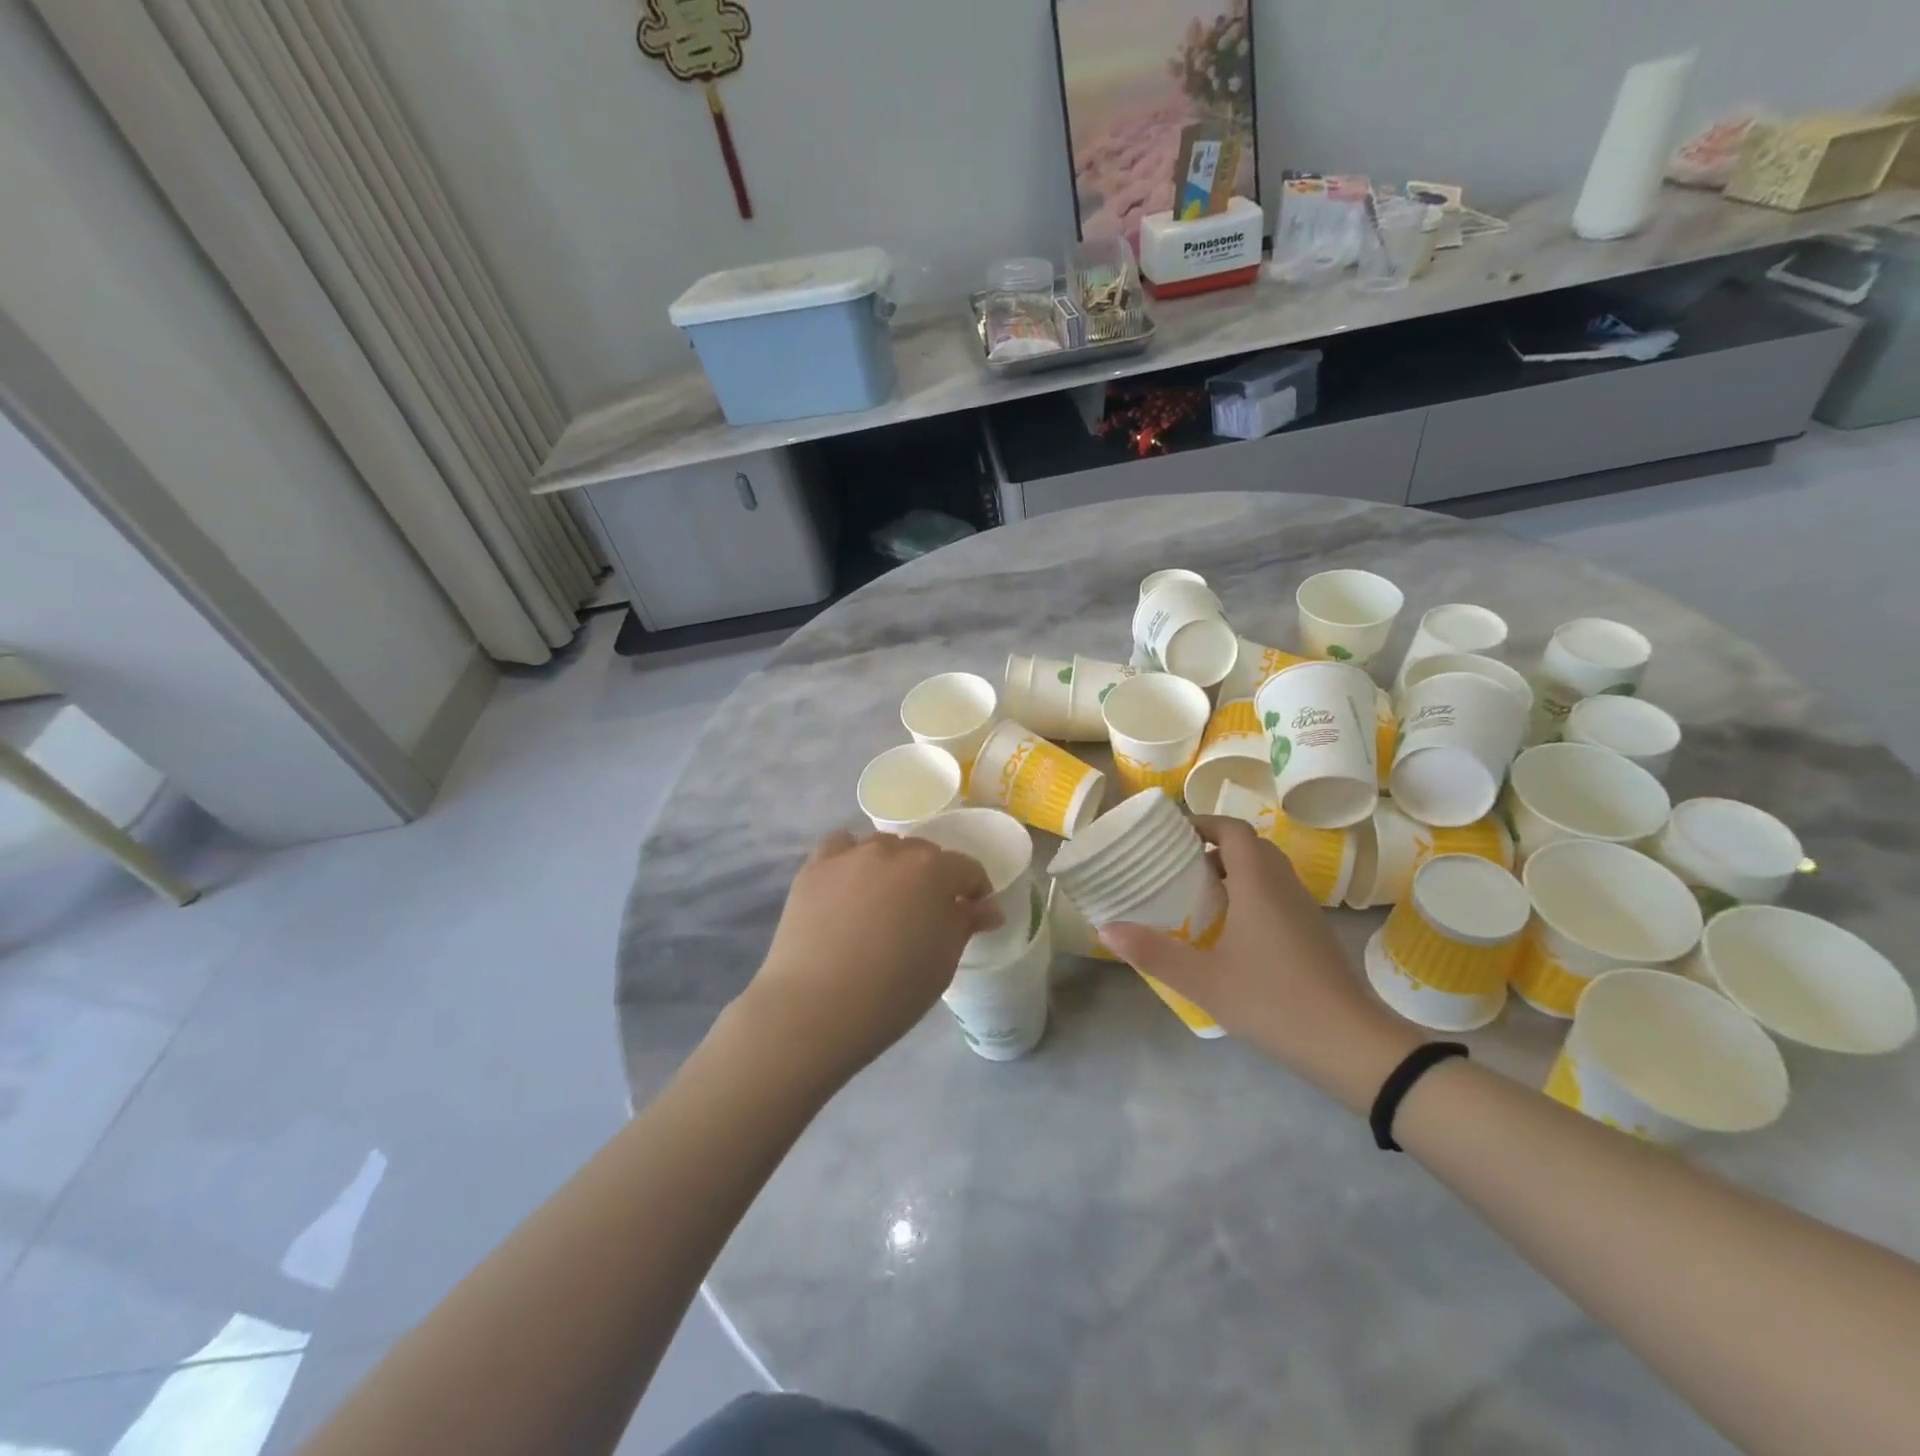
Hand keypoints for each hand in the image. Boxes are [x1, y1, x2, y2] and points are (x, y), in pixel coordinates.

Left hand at [740, 829, 1002, 1080]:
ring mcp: (850, 855)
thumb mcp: (943, 961)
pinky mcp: (815, 867)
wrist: (816, 1008)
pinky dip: (851, 858)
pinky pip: (840, 847)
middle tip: (925, 913)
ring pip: (882, 847)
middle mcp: (893, 851)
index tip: (973, 913)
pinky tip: (848, 884)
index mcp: (934, 870)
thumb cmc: (893, 991)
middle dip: (933, 877)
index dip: (975, 890)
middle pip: (923, 853)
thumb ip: (966, 924)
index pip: (967, 869)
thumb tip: (988, 908)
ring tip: (884, 900)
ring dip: (892, 866)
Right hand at [1099, 815, 1423, 1111]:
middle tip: (1178, 864)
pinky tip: (1231, 930)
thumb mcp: (1204, 981)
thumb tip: (1105, 929)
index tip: (1171, 834)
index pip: (1232, 830)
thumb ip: (1153, 953)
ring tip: (1198, 894)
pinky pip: (1278, 894)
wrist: (1351, 1045)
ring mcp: (1304, 910)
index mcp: (1258, 884)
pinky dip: (1252, 894)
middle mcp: (1284, 886)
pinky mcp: (1314, 933)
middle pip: (1250, 846)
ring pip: (1267, 871)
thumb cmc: (1273, 1001)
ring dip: (1234, 870)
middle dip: (1214, 846)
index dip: (1202, 823)